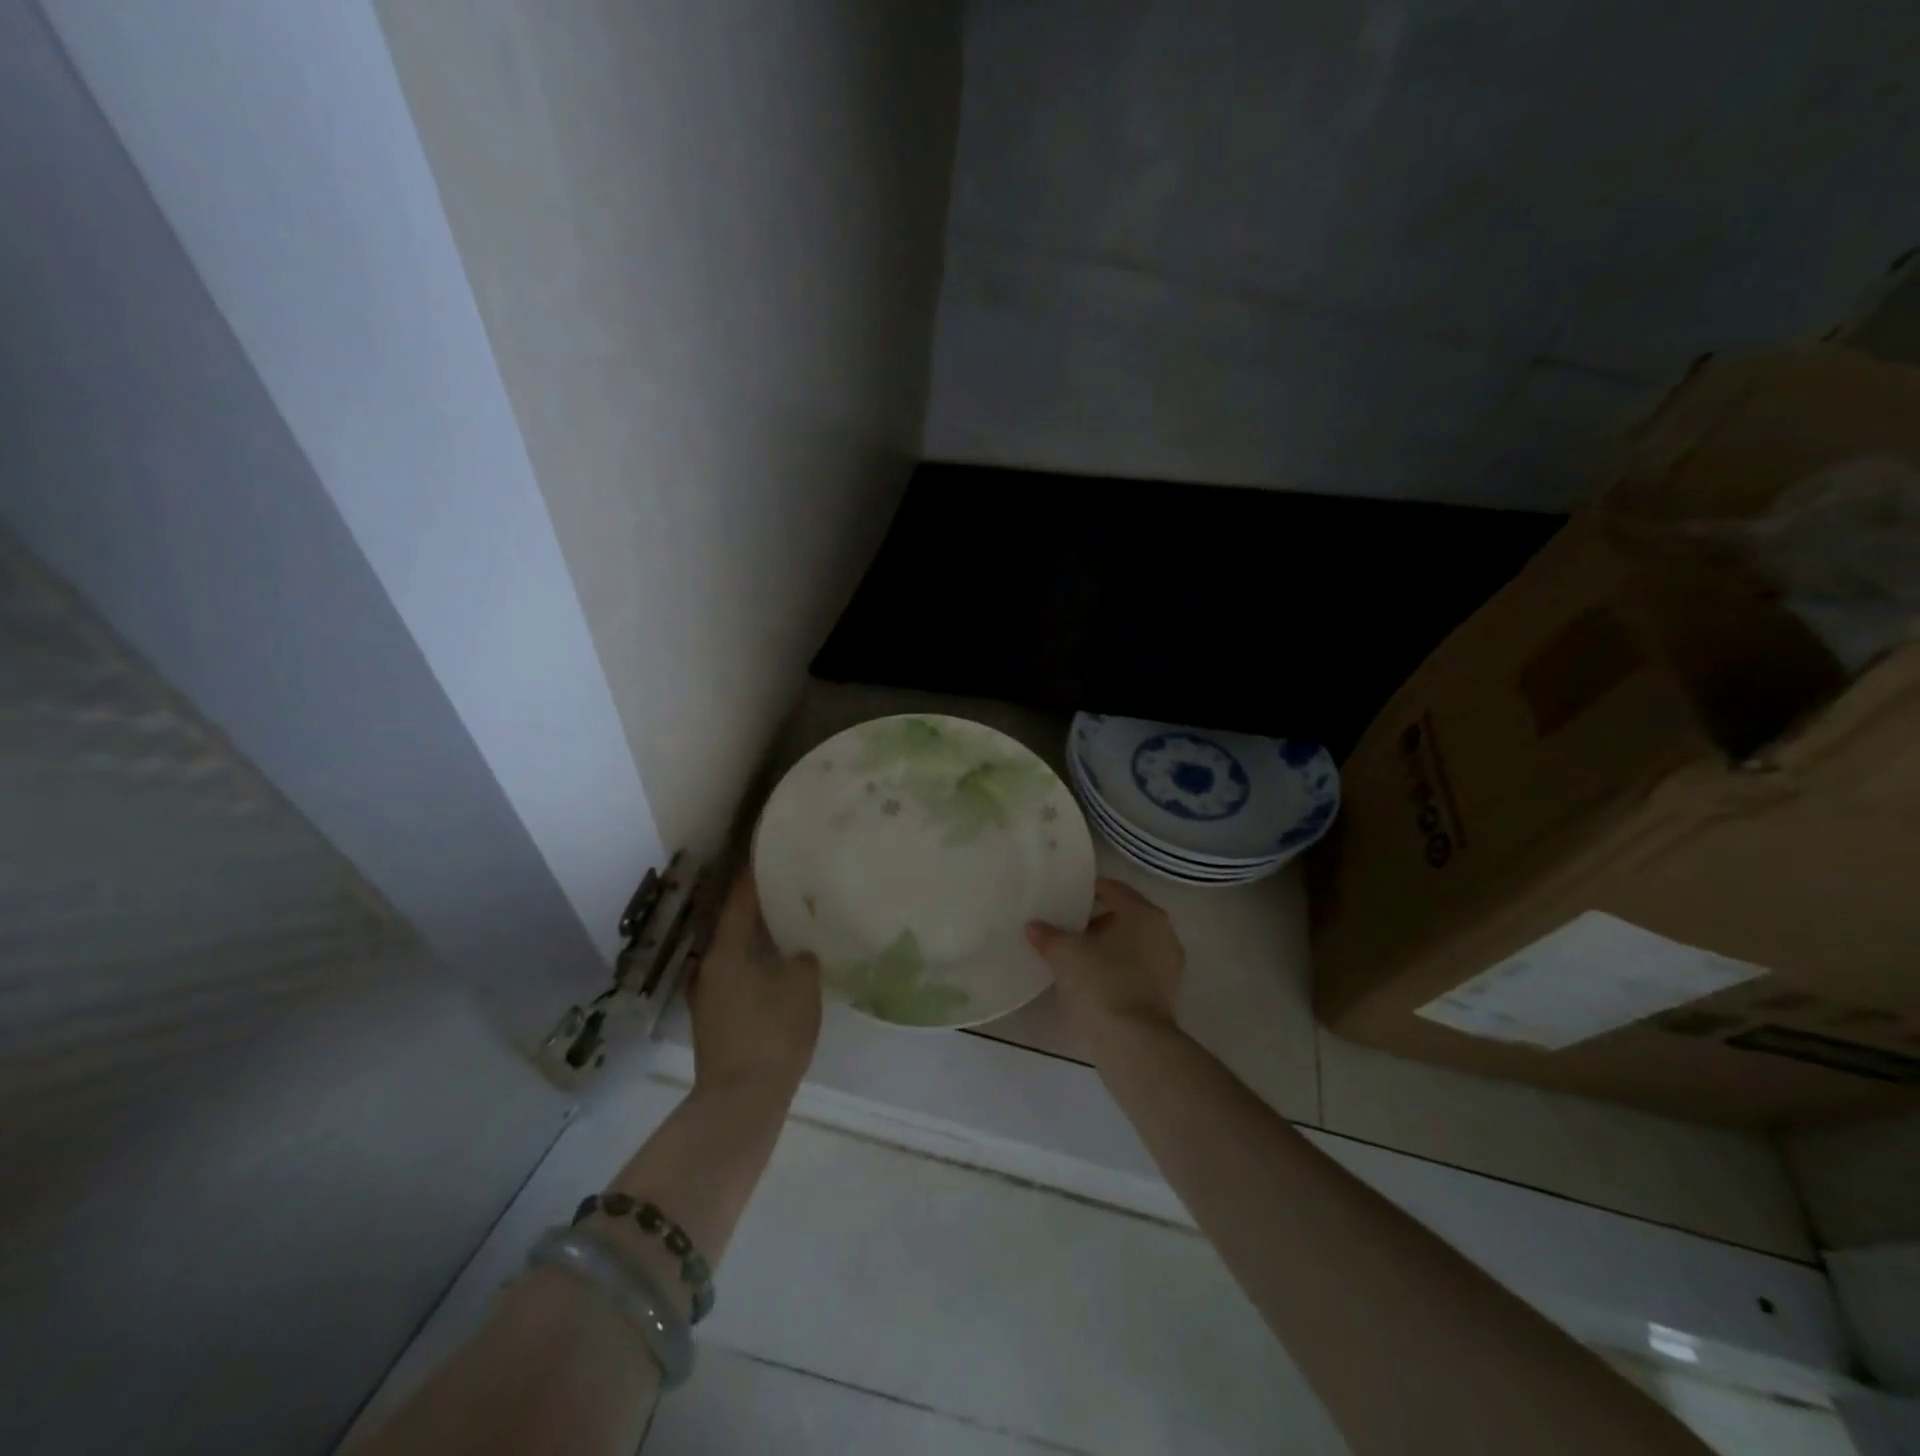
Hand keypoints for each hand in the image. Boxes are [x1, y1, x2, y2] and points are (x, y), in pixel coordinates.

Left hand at [689, 874, 821, 1097]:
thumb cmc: (772, 1033)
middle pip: (731, 921)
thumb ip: (802, 958)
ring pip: (732, 948)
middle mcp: (708, 964)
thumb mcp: (801, 986)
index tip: (770, 850)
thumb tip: (799, 951)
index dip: (754, 872)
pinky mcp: (714, 1016)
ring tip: (785, 919)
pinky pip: (734, 971)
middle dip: (756, 902)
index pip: (739, 897)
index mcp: (725, 948)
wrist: (741, 1100)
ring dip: (754, 933)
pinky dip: (752, 959)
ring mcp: (707, 992)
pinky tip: (776, 962)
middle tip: (785, 883)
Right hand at [1026, 876, 1184, 1039]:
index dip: (1089, 889)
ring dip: (1108, 945)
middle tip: (1068, 925)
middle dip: (1097, 919)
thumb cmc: (1101, 982)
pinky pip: (1137, 968)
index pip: (1114, 889)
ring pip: (1133, 943)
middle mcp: (1163, 932)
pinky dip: (1118, 967)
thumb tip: (1034, 926)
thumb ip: (1048, 934)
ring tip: (1076, 953)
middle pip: (1125, 916)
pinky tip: (1093, 977)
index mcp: (1143, 913)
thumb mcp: (1065, 953)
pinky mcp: (1166, 993)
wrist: (1133, 1042)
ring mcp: (1169, 965)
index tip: (1068, 894)